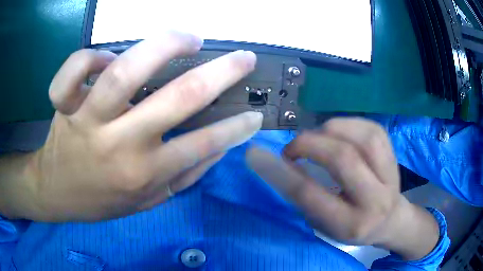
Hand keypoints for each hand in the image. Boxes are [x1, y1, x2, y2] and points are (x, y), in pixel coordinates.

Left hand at [0, 32, 262, 221]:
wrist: (57, 193)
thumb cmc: (101, 200)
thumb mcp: (146, 202)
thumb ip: (182, 176)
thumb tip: (218, 147)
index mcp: (144, 174)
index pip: (203, 145)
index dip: (237, 128)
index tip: (255, 113)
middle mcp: (120, 145)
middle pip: (177, 98)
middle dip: (221, 74)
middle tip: (243, 58)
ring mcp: (88, 121)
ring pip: (124, 71)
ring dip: (163, 45)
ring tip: (188, 38)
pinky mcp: (65, 105)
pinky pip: (75, 69)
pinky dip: (91, 55)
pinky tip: (106, 57)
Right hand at [247, 118, 438, 259]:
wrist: (391, 220)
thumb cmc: (352, 226)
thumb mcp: (324, 224)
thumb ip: (304, 197)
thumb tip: (278, 165)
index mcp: (351, 224)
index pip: (311, 195)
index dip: (281, 172)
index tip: (258, 155)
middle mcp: (375, 199)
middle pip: (343, 158)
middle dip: (308, 144)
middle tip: (293, 148)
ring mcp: (390, 174)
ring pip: (362, 137)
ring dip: (330, 130)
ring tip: (318, 139)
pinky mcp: (394, 155)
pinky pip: (371, 128)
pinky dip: (348, 125)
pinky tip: (338, 134)